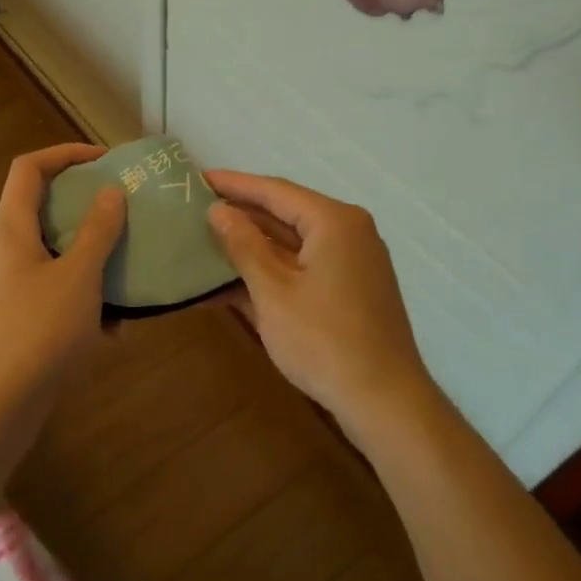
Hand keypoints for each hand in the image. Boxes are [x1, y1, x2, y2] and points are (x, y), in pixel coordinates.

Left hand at [0, 144, 125, 457]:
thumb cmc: (36, 332)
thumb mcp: (78, 277)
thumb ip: (96, 232)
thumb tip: (109, 192)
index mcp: (11, 229)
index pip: (29, 168)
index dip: (65, 154)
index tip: (105, 161)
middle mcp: (4, 252)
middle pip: (42, 209)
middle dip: (86, 208)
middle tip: (126, 212)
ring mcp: (7, 289)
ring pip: (53, 256)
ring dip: (90, 258)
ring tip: (128, 269)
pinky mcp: (16, 322)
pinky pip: (53, 294)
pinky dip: (83, 300)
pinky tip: (114, 328)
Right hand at [205, 170, 435, 434]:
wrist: (384, 401)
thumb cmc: (323, 340)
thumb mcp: (273, 290)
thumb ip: (243, 245)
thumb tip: (219, 210)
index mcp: (334, 221)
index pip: (275, 191)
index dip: (234, 184)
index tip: (198, 179)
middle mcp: (348, 233)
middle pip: (285, 215)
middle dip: (240, 216)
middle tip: (196, 210)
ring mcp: (351, 264)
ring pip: (292, 245)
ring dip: (251, 248)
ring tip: (205, 242)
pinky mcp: (349, 292)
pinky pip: (302, 269)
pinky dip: (270, 274)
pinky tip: (231, 283)